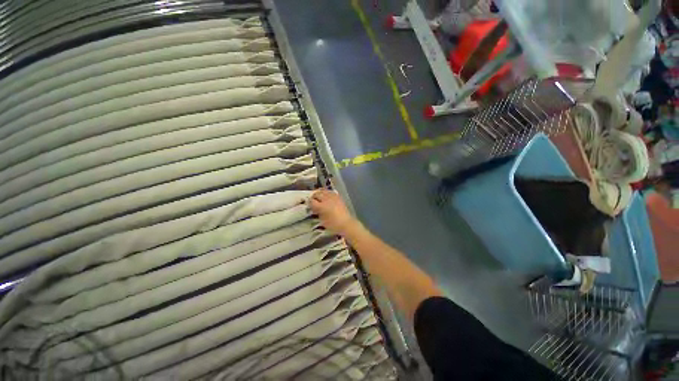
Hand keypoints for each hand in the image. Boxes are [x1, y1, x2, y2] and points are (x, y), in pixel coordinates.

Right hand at [309, 189, 357, 235]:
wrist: (345, 223)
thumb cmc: (333, 224)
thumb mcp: (322, 220)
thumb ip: (317, 212)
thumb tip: (315, 208)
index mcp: (321, 206)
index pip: (312, 201)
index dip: (309, 202)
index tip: (309, 204)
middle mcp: (326, 199)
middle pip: (317, 194)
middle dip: (314, 196)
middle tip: (313, 200)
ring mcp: (333, 197)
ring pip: (323, 191)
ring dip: (320, 193)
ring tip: (319, 196)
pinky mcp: (338, 197)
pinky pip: (330, 192)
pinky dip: (327, 192)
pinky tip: (326, 196)